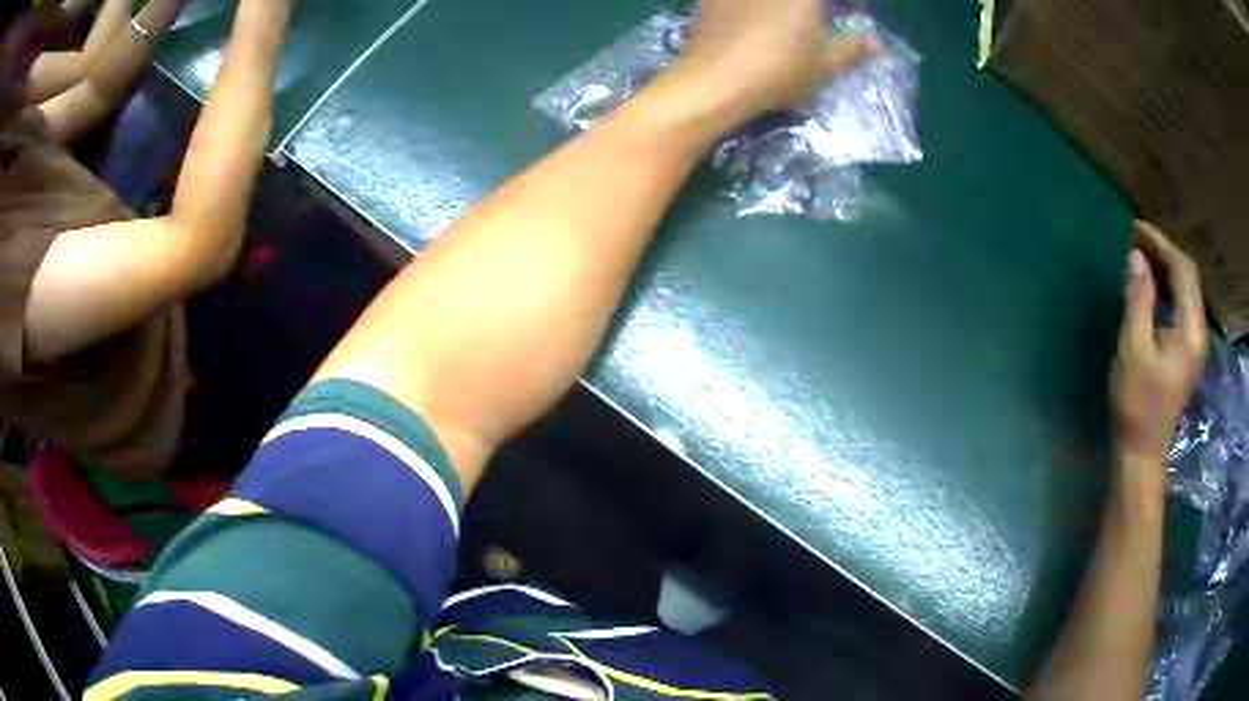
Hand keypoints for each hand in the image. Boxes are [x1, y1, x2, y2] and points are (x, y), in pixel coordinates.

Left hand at [671, 0, 876, 125]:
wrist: (715, 81)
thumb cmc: (778, 73)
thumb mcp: (823, 67)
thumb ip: (851, 50)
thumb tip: (877, 44)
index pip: (823, 1)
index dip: (832, 8)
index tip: (840, 15)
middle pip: (798, 0)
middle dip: (809, 9)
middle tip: (813, 19)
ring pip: (767, 2)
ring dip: (779, 9)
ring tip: (783, 24)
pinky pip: (733, 0)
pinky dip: (745, 7)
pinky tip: (747, 18)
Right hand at [1111, 222, 1207, 476]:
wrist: (1141, 454)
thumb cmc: (1137, 404)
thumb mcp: (1134, 349)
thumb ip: (1138, 299)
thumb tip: (1136, 256)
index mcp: (1191, 330)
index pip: (1183, 271)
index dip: (1161, 244)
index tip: (1135, 228)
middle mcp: (1198, 332)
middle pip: (1188, 278)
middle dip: (1164, 252)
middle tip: (1136, 237)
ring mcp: (1194, 345)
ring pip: (1186, 291)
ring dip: (1166, 268)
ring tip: (1142, 254)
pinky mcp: (1186, 353)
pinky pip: (1181, 307)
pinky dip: (1167, 288)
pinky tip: (1152, 285)